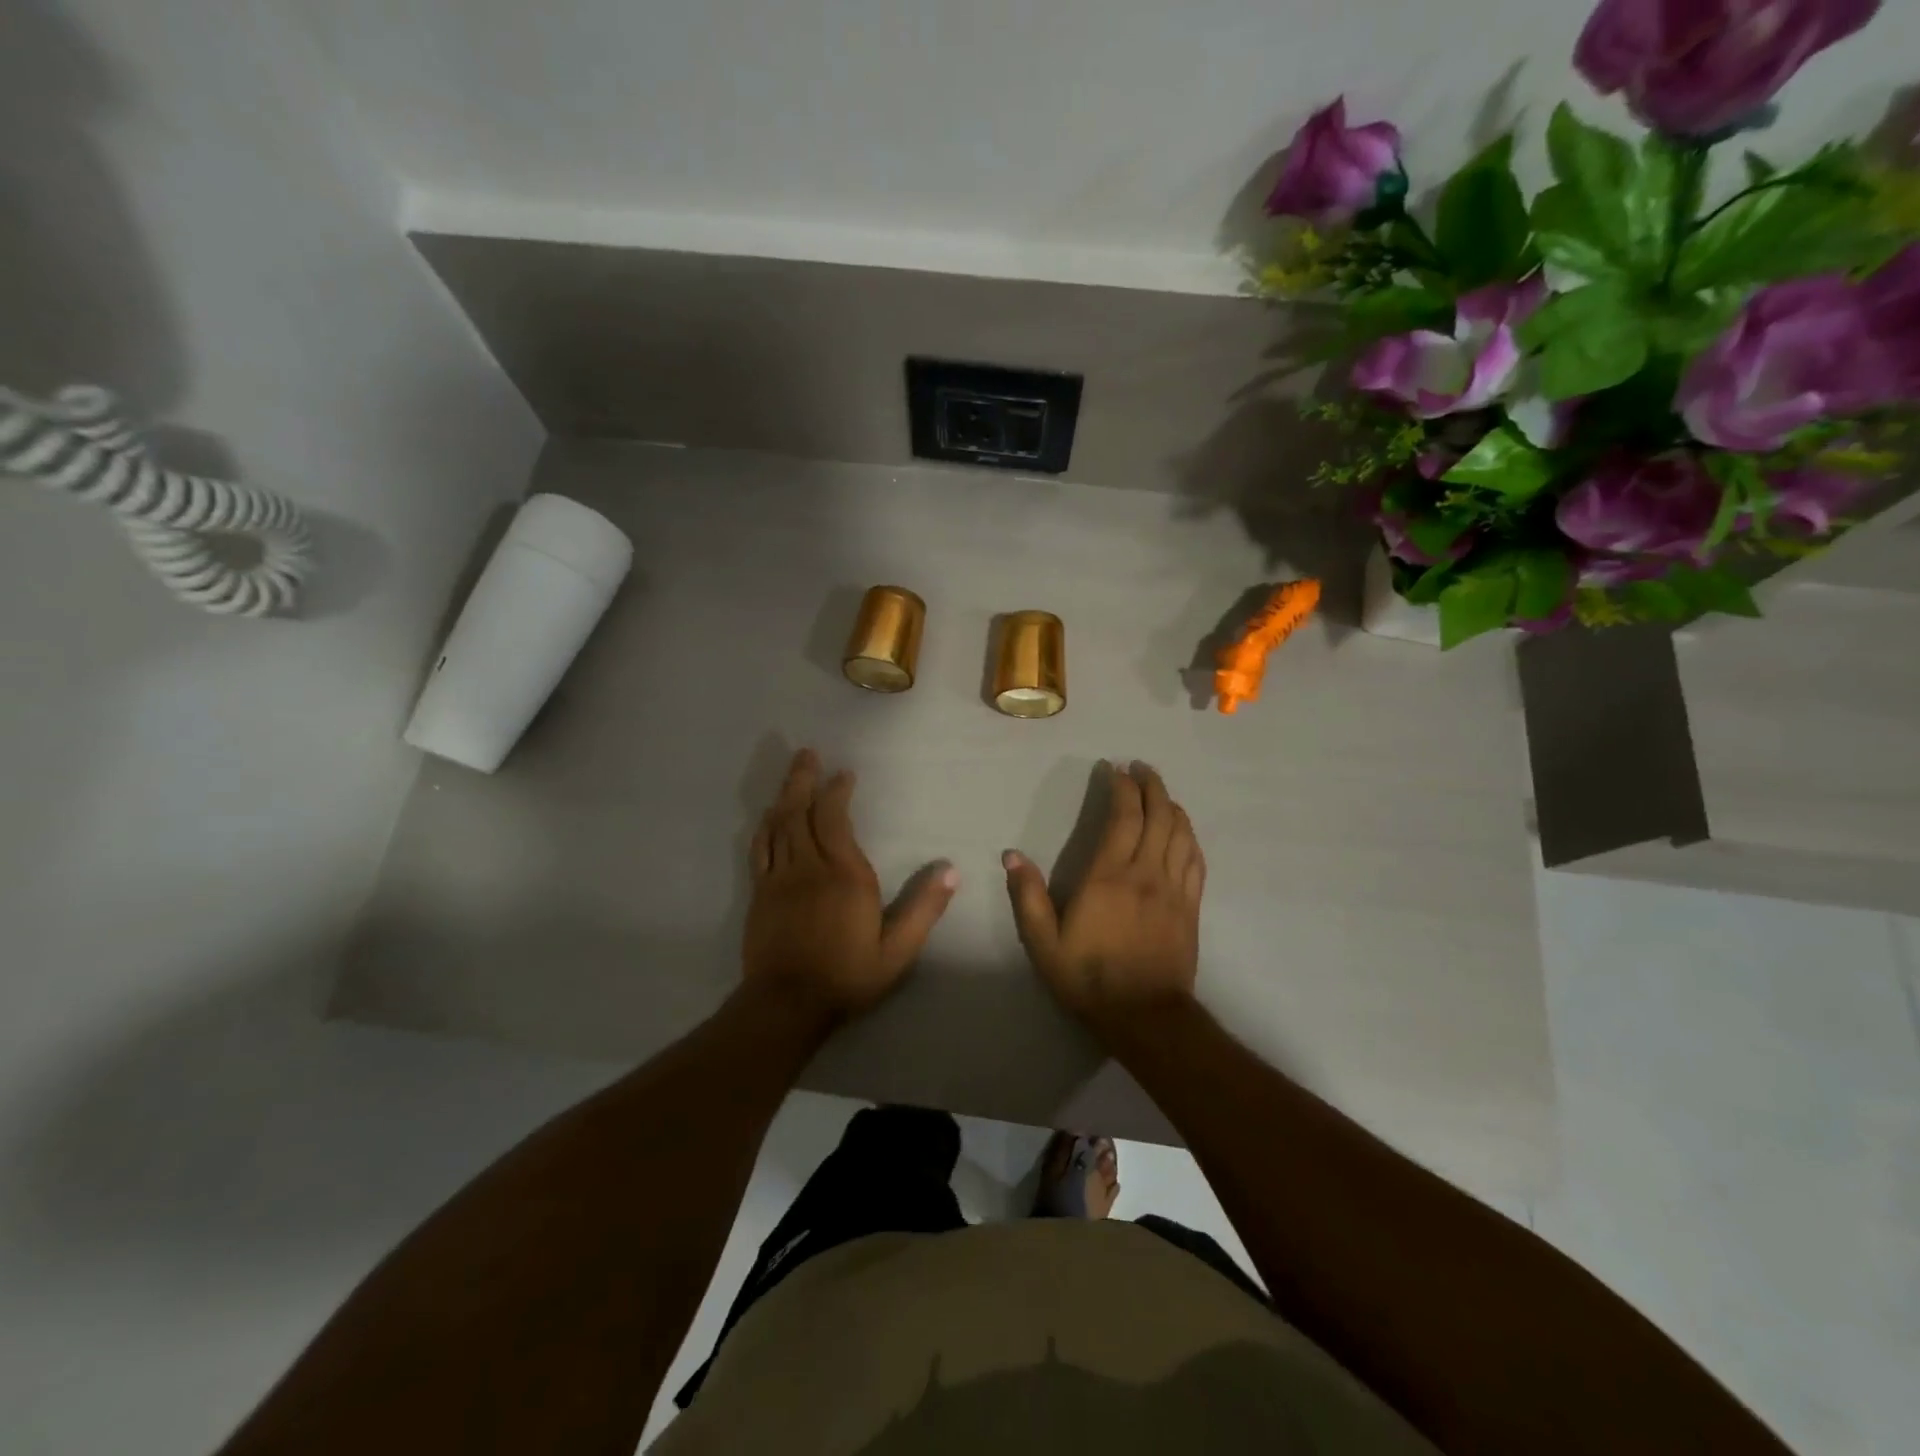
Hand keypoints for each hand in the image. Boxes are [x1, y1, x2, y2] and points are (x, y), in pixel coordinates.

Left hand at [743, 749, 957, 1023]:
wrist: (787, 1005)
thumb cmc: (847, 976)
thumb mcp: (897, 951)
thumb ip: (923, 909)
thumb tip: (951, 871)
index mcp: (845, 876)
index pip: (835, 819)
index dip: (837, 792)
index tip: (844, 774)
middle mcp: (809, 867)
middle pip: (801, 812)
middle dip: (805, 780)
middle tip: (807, 753)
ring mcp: (780, 878)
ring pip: (779, 825)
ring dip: (785, 795)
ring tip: (792, 774)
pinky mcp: (760, 893)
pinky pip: (761, 848)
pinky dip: (766, 826)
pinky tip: (769, 816)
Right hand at [1003, 762, 1204, 1029]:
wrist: (1145, 1016)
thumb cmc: (1089, 978)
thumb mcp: (1044, 943)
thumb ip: (1028, 898)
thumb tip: (1011, 856)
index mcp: (1109, 876)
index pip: (1123, 817)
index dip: (1122, 788)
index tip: (1115, 769)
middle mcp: (1146, 873)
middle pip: (1158, 816)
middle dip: (1151, 786)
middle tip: (1141, 768)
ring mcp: (1174, 889)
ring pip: (1181, 833)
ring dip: (1172, 805)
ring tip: (1161, 791)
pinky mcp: (1191, 906)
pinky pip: (1195, 860)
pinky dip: (1189, 836)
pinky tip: (1183, 830)